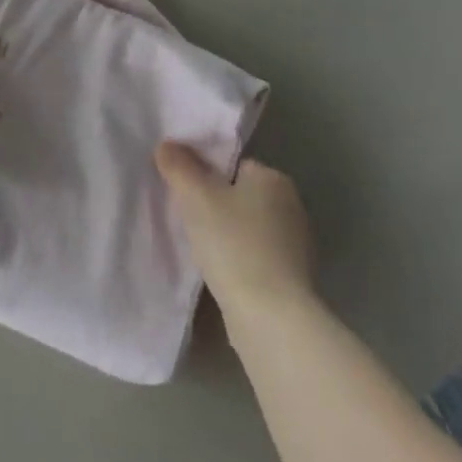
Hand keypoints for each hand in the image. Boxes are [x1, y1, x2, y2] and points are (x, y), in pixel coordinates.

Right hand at [156, 144, 316, 322]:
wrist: (270, 316)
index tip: (185, 191)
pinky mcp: (293, 276)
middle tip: (188, 218)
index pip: (233, 164)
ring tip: (200, 248)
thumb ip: (179, 167)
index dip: (205, 174)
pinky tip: (220, 271)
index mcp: (274, 178)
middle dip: (216, 204)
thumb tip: (166, 145)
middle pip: (241, 194)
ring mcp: (296, 243)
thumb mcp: (196, 197)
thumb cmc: (233, 244)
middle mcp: (291, 205)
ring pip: (247, 226)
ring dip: (227, 234)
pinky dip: (238, 258)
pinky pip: (256, 254)